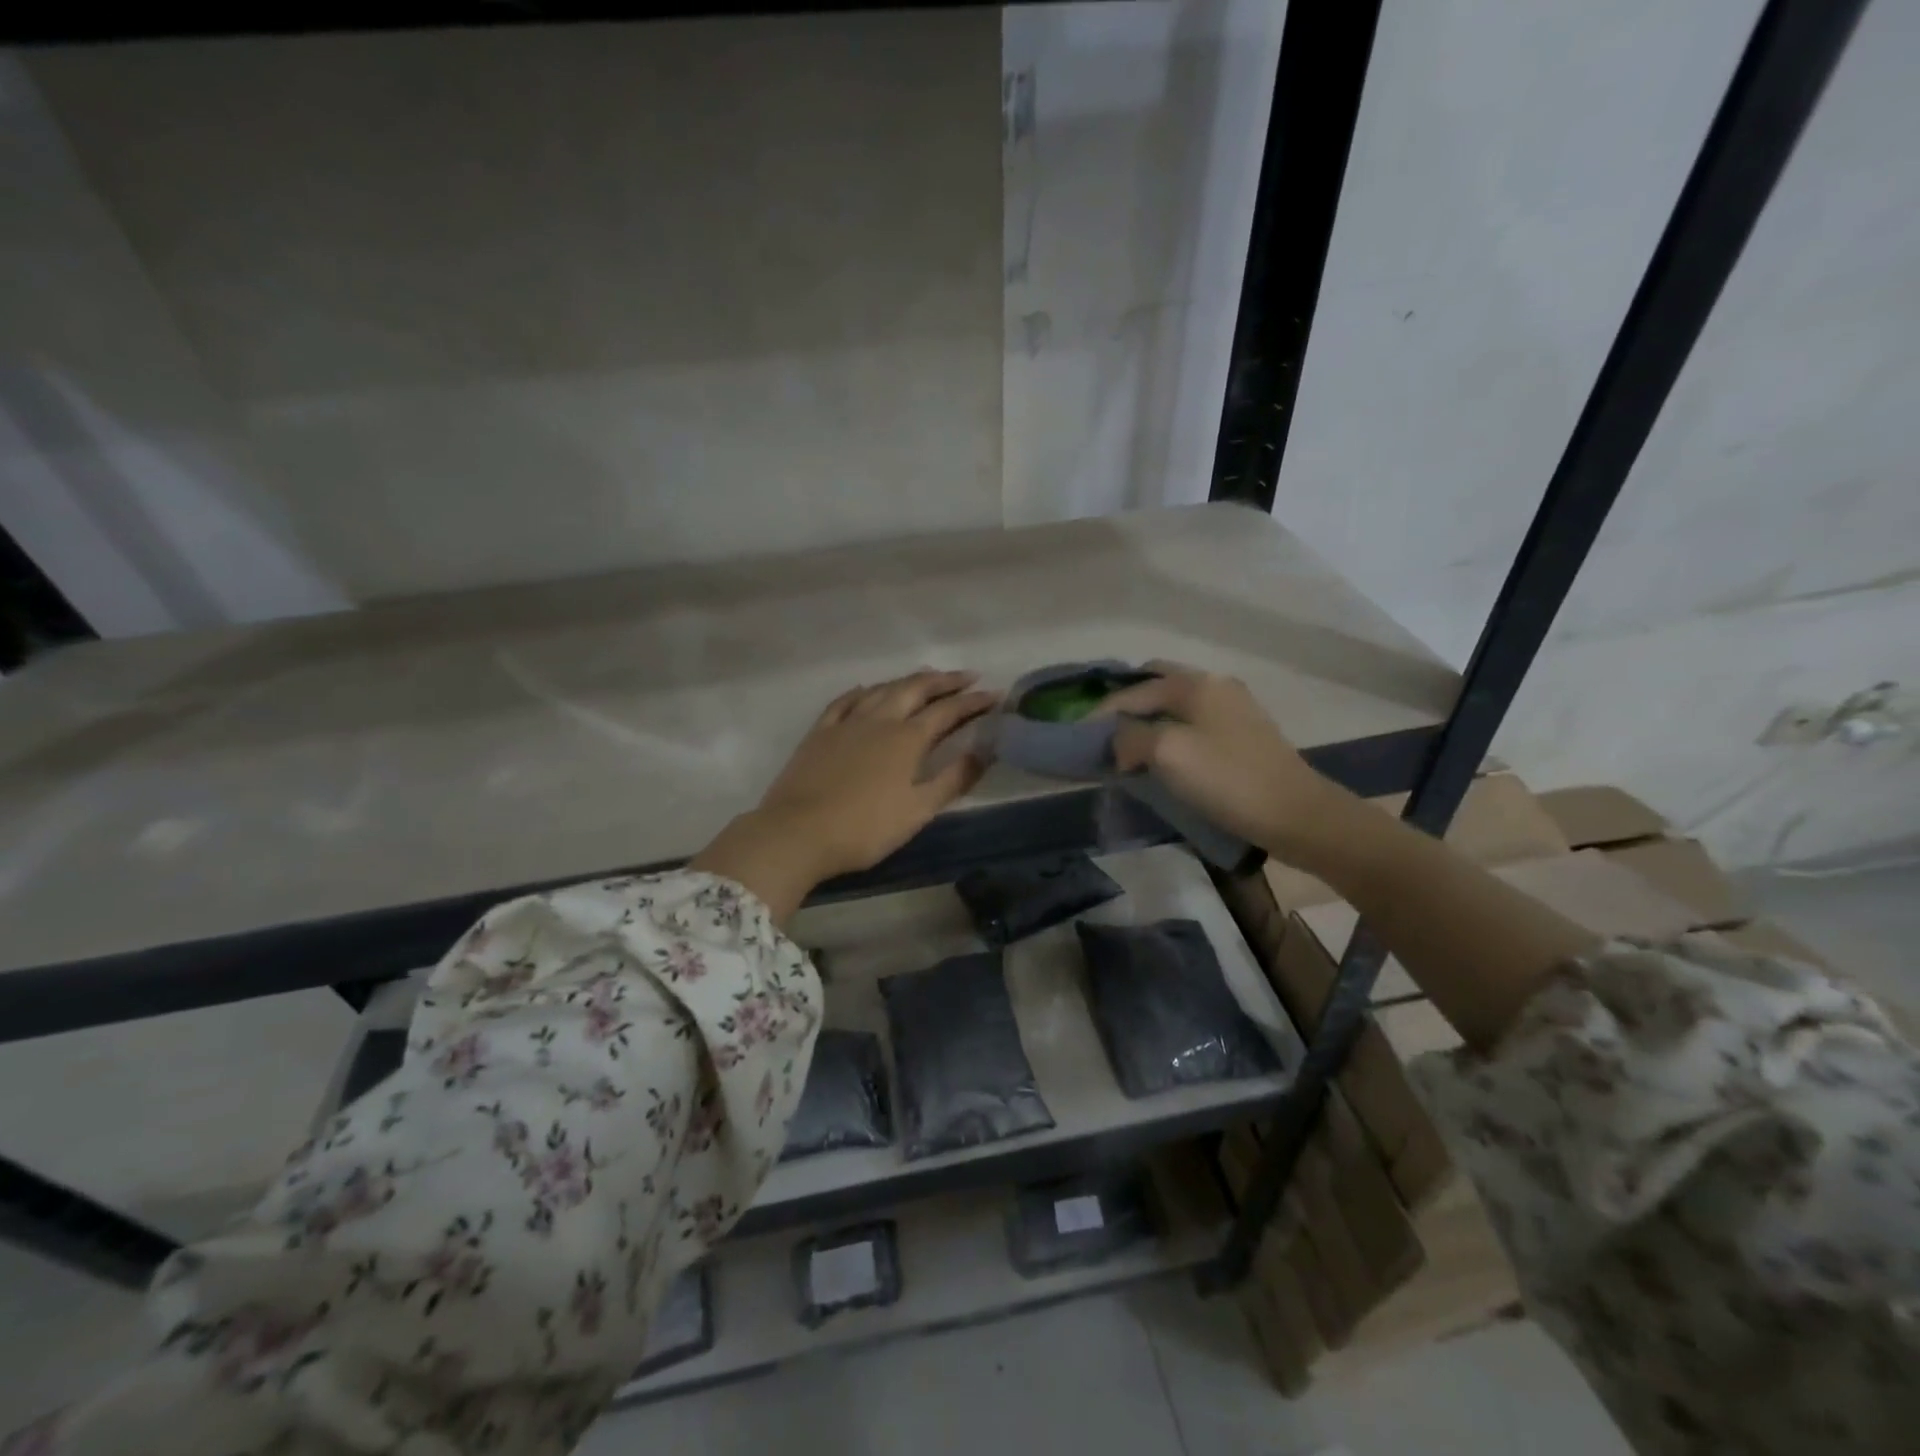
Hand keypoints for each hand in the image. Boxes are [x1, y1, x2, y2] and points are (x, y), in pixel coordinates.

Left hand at [692, 670, 996, 919]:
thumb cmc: (865, 828)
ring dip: (908, 680)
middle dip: (944, 681)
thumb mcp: (917, 810)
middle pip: (915, 689)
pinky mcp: (819, 733)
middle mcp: (879, 720)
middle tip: (966, 677)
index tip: (995, 695)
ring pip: (882, 690)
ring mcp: (846, 723)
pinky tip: (868, 690)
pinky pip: (844, 701)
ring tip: (925, 678)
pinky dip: (863, 692)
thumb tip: (984, 752)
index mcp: (907, 739)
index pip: (948, 712)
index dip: (973, 703)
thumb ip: (953, 779)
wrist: (797, 833)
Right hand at [1094, 661, 1345, 860]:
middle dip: (1128, 705)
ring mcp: (1235, 709)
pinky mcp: (1245, 735)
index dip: (1103, 713)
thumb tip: (1121, 741)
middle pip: (1158, 685)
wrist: (1297, 815)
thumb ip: (1132, 737)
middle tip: (1104, 732)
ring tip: (1128, 747)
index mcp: (1196, 684)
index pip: (1135, 690)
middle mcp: (1216, 686)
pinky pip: (1194, 723)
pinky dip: (1170, 733)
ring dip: (1149, 720)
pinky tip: (1163, 756)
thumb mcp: (1167, 753)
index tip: (1079, 737)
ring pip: (1177, 705)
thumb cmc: (1227, 779)